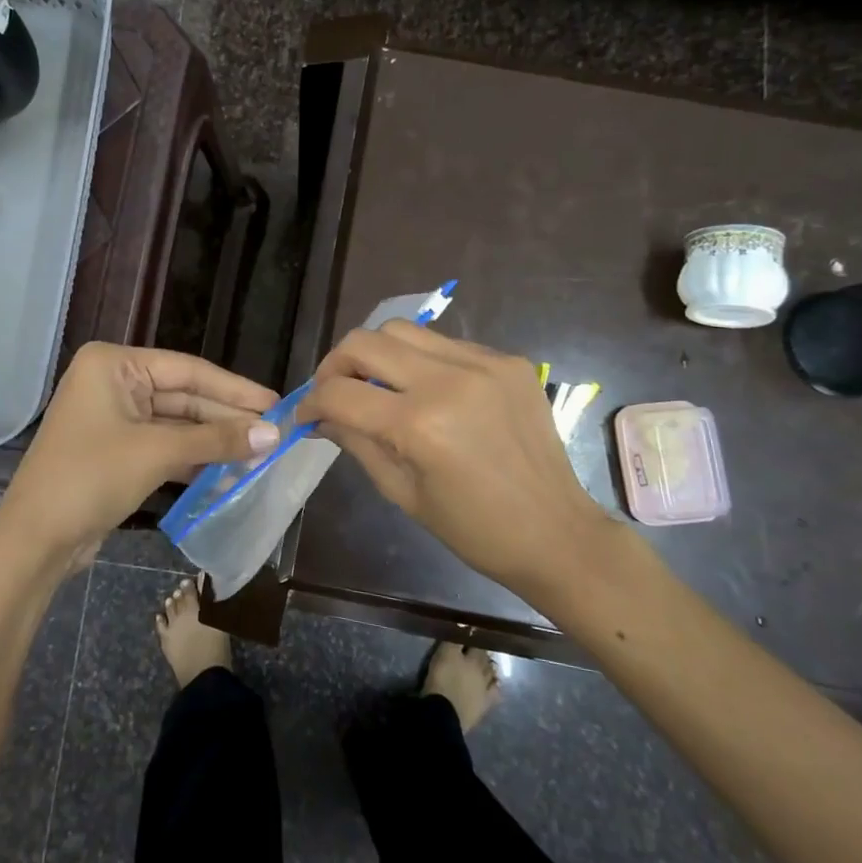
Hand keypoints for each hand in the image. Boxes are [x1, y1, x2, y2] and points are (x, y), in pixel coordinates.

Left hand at [0, 343, 278, 571]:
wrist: (34, 541)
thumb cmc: (90, 478)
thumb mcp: (157, 453)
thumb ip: (216, 440)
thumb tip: (273, 434)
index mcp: (113, 365)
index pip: (188, 370)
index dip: (235, 390)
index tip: (276, 403)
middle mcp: (112, 383)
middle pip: (184, 397)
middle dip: (227, 420)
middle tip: (274, 435)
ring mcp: (113, 419)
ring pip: (177, 425)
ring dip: (214, 442)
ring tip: (260, 455)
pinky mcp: (116, 451)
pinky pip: (164, 447)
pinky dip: (193, 459)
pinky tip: (228, 472)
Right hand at [297, 321, 621, 596]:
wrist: (556, 532)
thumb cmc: (473, 529)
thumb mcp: (401, 492)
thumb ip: (356, 442)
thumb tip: (320, 416)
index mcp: (419, 425)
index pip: (340, 393)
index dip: (311, 403)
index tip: (306, 415)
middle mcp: (449, 380)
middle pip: (365, 341)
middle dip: (336, 365)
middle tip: (334, 391)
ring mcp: (483, 364)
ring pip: (403, 330)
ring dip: (376, 353)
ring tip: (376, 383)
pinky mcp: (508, 360)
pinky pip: (445, 343)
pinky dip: (421, 360)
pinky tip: (425, 389)